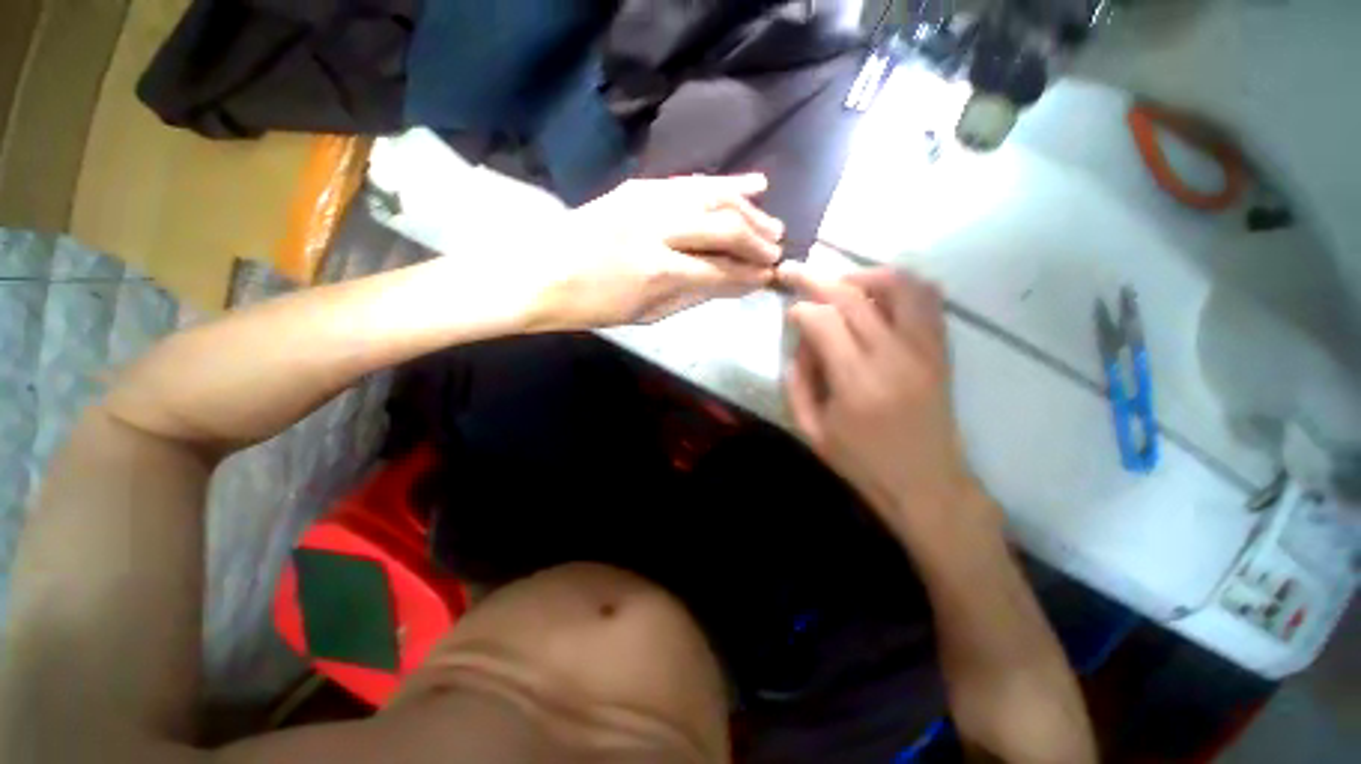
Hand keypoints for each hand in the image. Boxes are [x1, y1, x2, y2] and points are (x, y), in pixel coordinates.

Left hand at [535, 174, 784, 327]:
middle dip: (758, 240)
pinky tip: (752, 184)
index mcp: (659, 272)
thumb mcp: (648, 314)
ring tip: (772, 223)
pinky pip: (692, 182)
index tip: (770, 277)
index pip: (721, 270)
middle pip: (724, 228)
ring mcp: (647, 200)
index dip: (750, 274)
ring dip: (749, 210)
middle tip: (777, 251)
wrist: (542, 273)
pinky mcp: (640, 185)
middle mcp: (658, 229)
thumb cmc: (595, 306)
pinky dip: (725, 183)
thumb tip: (736, 285)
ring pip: (714, 197)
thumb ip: (696, 295)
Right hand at [779, 263, 997, 540]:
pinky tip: (879, 294)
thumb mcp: (811, 430)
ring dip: (863, 275)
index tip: (789, 311)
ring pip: (898, 284)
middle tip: (795, 272)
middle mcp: (893, 355)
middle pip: (853, 296)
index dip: (800, 309)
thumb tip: (799, 342)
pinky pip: (928, 298)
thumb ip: (797, 382)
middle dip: (817, 278)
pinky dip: (901, 284)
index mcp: (856, 381)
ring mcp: (924, 348)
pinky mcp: (941, 349)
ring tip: (841, 285)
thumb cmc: (862, 462)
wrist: (928, 482)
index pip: (823, 321)